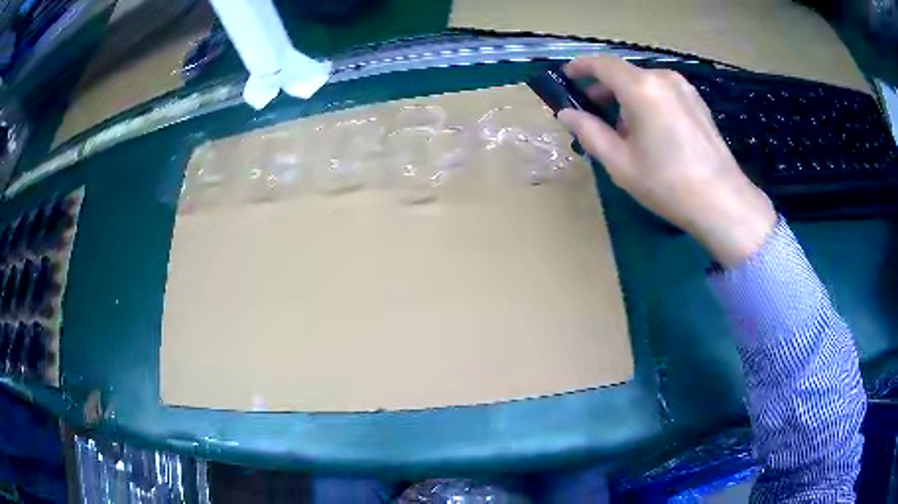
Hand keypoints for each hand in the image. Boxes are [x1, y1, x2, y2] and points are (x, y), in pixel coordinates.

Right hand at [557, 56, 775, 267]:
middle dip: (604, 88)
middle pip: (625, 73)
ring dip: (627, 97)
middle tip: (591, 110)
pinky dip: (648, 101)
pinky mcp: (697, 102)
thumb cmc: (667, 184)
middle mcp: (663, 78)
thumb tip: (566, 114)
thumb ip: (589, 132)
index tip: (567, 76)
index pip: (602, 64)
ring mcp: (684, 89)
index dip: (581, 67)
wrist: (722, 201)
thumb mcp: (620, 163)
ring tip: (622, 128)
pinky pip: (663, 92)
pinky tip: (650, 130)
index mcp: (641, 88)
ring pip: (645, 83)